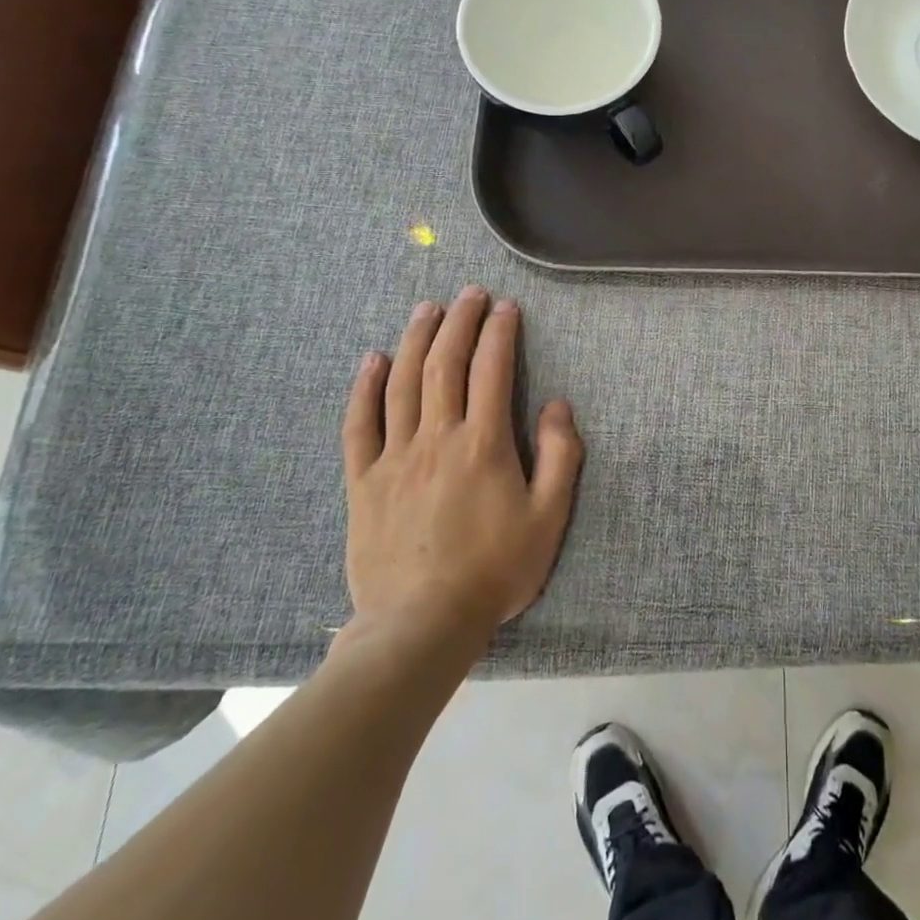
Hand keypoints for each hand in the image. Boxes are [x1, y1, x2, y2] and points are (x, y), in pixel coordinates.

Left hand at [338, 287, 583, 654]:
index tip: (505, 307)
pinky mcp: (363, 482)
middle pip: (444, 365)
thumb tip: (557, 405)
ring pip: (402, 384)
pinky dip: (364, 388)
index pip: (491, 371)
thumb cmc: (494, 570)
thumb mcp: (548, 518)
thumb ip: (560, 457)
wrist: (420, 626)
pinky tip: (372, 360)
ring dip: (416, 340)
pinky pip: (359, 426)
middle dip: (458, 322)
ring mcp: (394, 458)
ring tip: (427, 309)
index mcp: (483, 444)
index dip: (499, 333)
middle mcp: (436, 439)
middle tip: (468, 294)